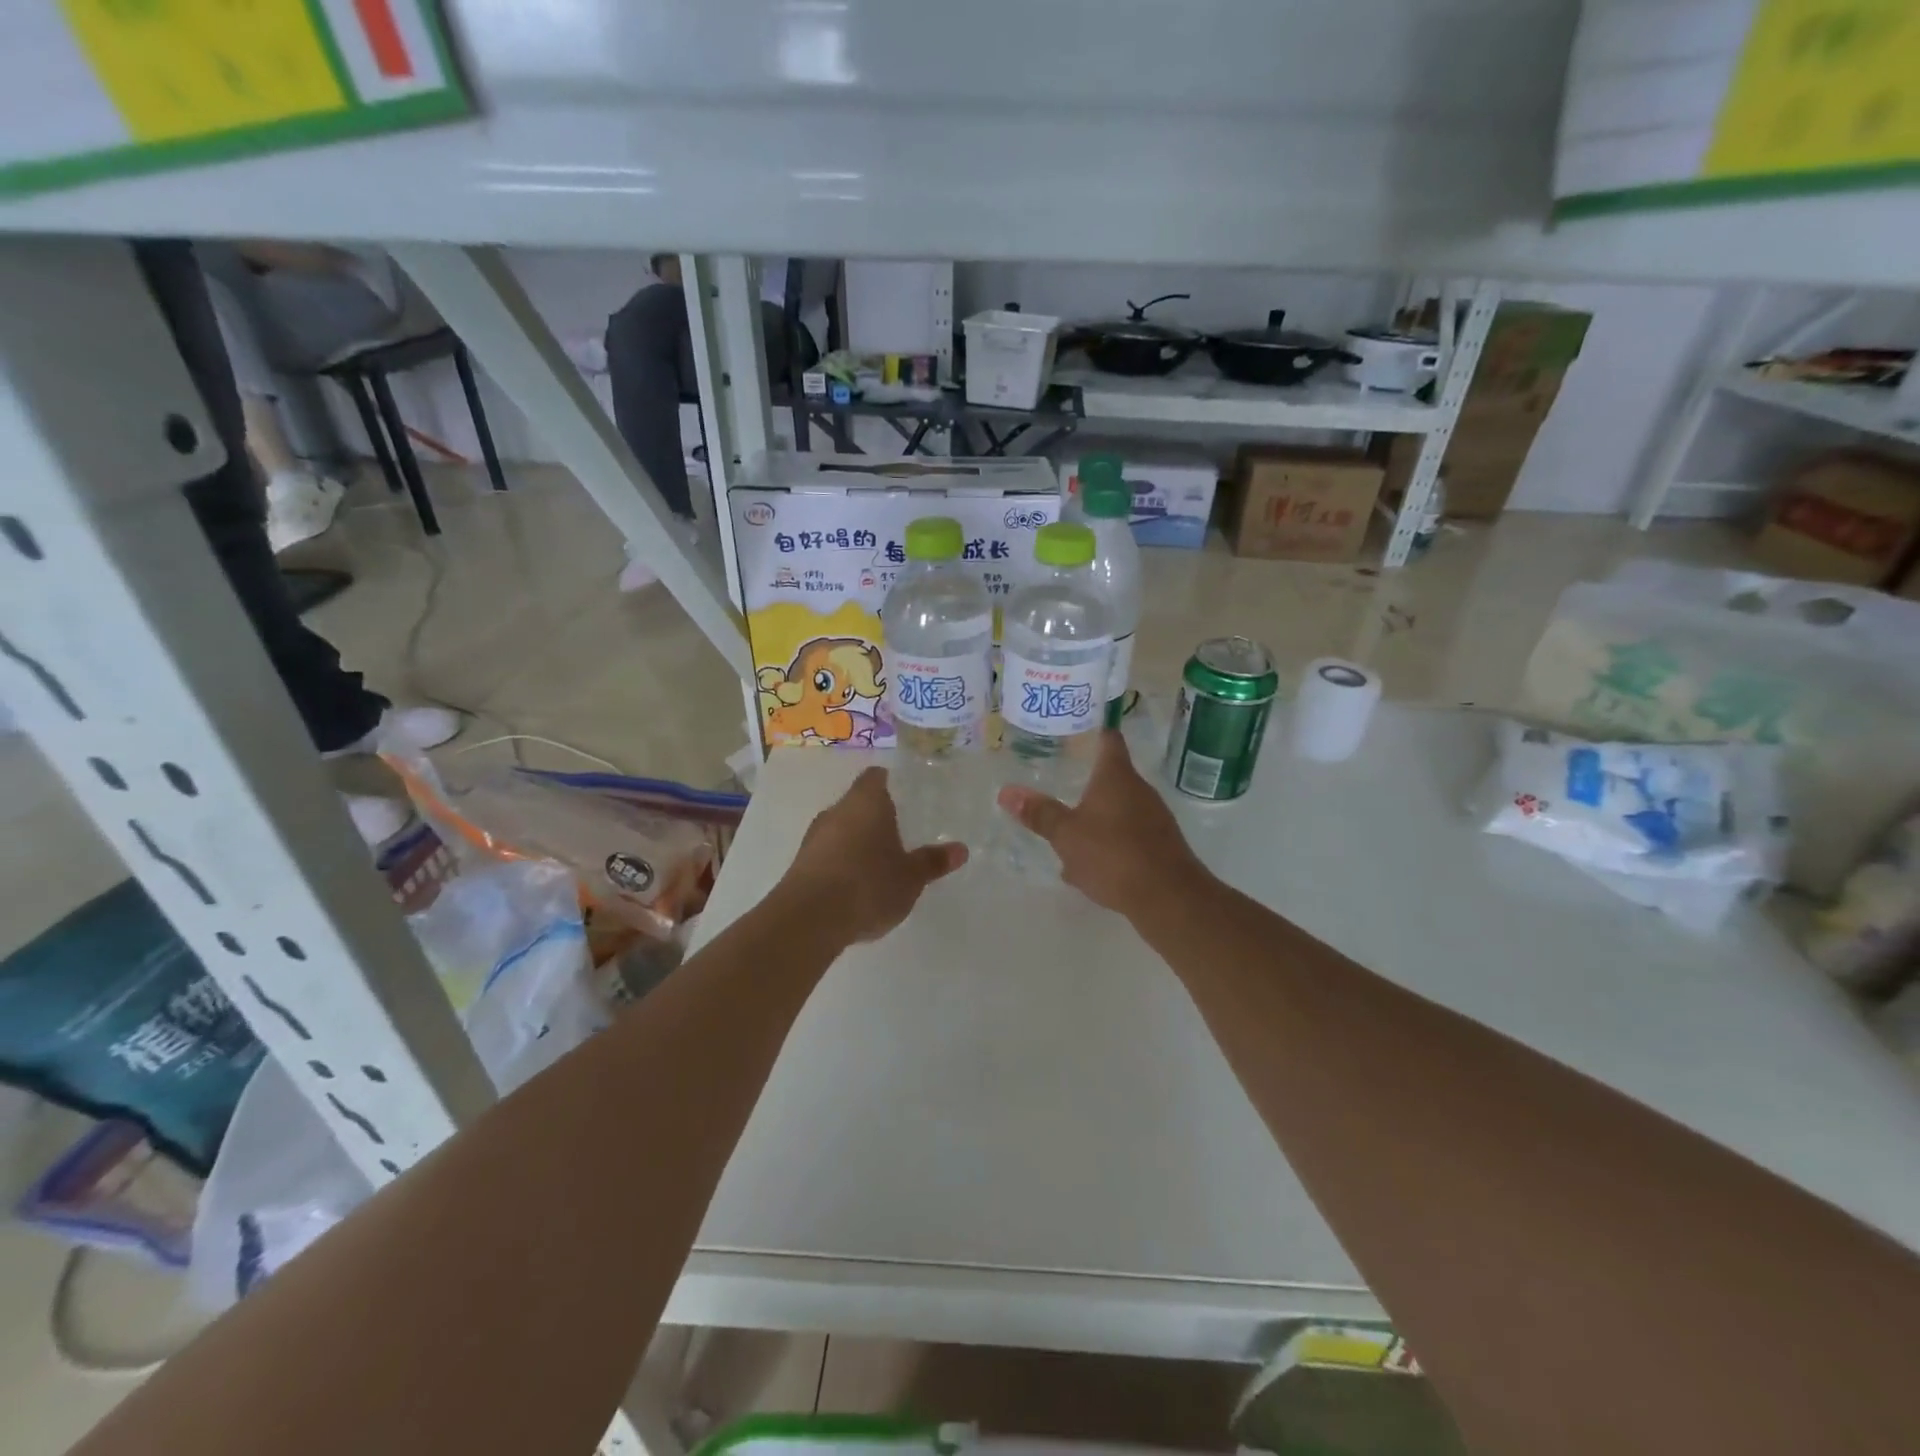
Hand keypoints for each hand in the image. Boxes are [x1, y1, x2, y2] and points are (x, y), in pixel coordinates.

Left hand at [780, 767, 966, 943]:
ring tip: (880, 863)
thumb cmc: (869, 884)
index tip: (905, 797)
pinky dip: (841, 863)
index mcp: (866, 801)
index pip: (876, 777)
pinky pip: (827, 854)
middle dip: (875, 817)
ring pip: (840, 829)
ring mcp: (814, 837)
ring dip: (857, 842)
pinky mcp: (800, 864)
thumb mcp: (911, 877)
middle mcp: (836, 811)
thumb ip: (933, 861)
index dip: (890, 784)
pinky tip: (855, 887)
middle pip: (857, 803)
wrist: (809, 919)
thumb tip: (961, 849)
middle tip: (900, 833)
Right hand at [997, 730, 1209, 915]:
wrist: (1169, 897)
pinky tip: (1090, 869)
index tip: (1078, 729)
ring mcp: (1154, 818)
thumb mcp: (1066, 835)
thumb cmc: (1113, 854)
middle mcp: (1139, 790)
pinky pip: (1127, 837)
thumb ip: (1039, 813)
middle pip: (1112, 778)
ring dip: (1094, 821)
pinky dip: (1109, 845)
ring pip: (1117, 811)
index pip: (1108, 739)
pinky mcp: (1161, 845)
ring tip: (1067, 837)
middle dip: (1087, 785)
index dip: (1094, 731)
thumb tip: (1007, 791)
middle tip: (1059, 785)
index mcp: (1116, 777)